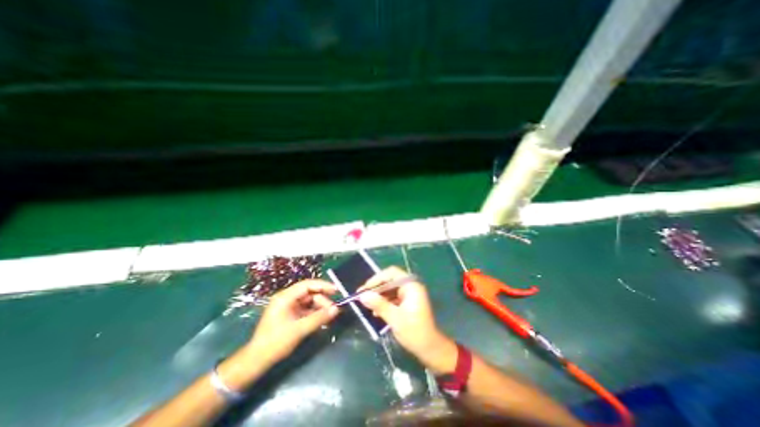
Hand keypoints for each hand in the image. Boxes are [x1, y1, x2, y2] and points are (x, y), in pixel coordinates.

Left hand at [246, 281, 338, 365]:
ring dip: (320, 308)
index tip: (336, 290)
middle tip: (333, 310)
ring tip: (329, 317)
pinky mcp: (291, 315)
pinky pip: (307, 310)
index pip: (307, 285)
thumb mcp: (299, 330)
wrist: (256, 361)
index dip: (323, 286)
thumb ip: (319, 318)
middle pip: (310, 293)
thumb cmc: (275, 342)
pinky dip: (315, 314)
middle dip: (323, 300)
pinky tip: (322, 320)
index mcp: (285, 297)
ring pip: (310, 302)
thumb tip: (336, 309)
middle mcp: (287, 299)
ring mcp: (289, 307)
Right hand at [357, 267, 450, 363]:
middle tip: (362, 296)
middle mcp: (411, 286)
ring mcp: (410, 294)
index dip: (377, 279)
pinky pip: (393, 297)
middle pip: (390, 280)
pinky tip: (376, 311)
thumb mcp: (394, 318)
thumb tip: (362, 295)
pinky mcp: (408, 302)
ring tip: (367, 304)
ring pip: (391, 289)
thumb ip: (379, 304)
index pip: (391, 273)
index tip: (364, 289)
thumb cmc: (414, 332)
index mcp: (411, 285)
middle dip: (376, 288)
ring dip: (379, 295)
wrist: (430, 349)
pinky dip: (385, 302)